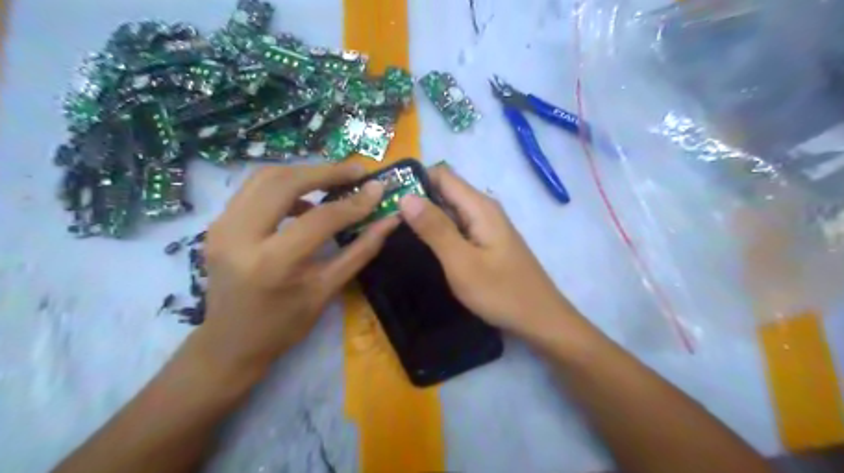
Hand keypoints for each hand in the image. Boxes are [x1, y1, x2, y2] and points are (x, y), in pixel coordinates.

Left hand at [186, 162, 396, 380]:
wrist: (230, 343)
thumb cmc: (284, 325)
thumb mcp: (327, 290)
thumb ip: (360, 251)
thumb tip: (389, 221)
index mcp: (271, 263)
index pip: (320, 219)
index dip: (354, 202)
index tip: (378, 189)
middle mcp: (238, 237)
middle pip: (284, 182)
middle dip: (325, 172)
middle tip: (356, 171)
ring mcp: (221, 227)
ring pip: (265, 177)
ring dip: (304, 173)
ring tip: (334, 180)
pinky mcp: (218, 223)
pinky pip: (254, 190)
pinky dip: (284, 185)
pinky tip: (305, 200)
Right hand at [400, 169, 577, 342]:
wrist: (540, 319)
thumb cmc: (501, 292)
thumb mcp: (462, 262)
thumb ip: (434, 228)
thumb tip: (405, 196)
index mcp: (479, 206)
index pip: (441, 175)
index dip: (413, 180)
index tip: (387, 196)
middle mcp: (483, 209)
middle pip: (445, 191)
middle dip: (416, 199)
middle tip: (384, 217)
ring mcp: (486, 226)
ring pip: (449, 210)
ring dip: (425, 216)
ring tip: (394, 229)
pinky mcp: (486, 242)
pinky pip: (457, 226)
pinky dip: (438, 230)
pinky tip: (422, 244)